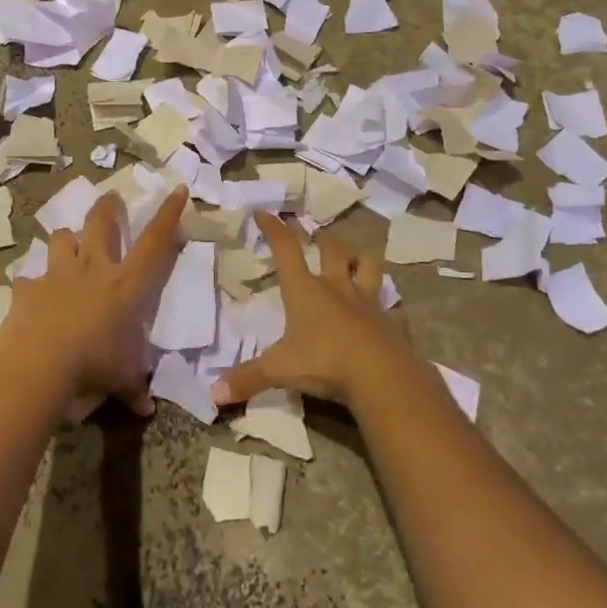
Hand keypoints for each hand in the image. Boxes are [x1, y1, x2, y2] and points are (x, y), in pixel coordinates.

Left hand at [0, 185, 188, 411]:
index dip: (168, 214)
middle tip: (110, 200)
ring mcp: (57, 274)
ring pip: (62, 238)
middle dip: (107, 208)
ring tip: (68, 246)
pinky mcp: (27, 288)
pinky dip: (31, 284)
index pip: (155, 241)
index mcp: (126, 283)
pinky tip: (31, 295)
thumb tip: (145, 408)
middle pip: (101, 222)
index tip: (177, 189)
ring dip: (66, 240)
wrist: (38, 363)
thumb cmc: (93, 364)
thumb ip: (134, 388)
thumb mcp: (121, 378)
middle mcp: (93, 268)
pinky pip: (29, 278)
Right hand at [213, 212, 411, 410]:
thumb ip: (247, 379)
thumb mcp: (278, 370)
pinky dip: (390, 308)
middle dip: (323, 238)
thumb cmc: (324, 361)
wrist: (381, 376)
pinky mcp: (393, 323)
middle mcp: (337, 288)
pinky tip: (388, 313)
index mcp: (305, 290)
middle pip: (332, 250)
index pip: (286, 249)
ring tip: (357, 259)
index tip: (264, 212)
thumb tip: (212, 394)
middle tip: (318, 233)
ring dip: (362, 259)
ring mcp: (369, 303)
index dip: (274, 229)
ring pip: (369, 267)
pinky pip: (393, 309)